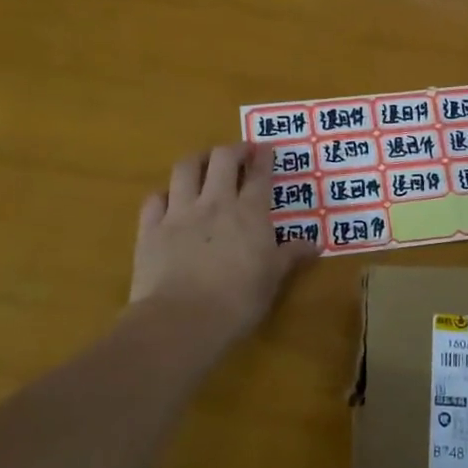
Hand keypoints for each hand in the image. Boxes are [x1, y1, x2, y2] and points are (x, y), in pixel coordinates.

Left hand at [131, 144, 317, 348]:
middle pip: (222, 159)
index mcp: (249, 213)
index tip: (266, 148)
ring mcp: (179, 212)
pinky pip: (155, 198)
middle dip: (233, 150)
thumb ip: (291, 256)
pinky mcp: (151, 228)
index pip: (259, 175)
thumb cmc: (237, 301)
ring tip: (203, 162)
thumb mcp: (272, 279)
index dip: (264, 158)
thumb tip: (315, 243)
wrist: (182, 319)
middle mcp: (215, 203)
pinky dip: (163, 194)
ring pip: (185, 168)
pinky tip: (168, 200)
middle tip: (239, 153)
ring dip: (197, 160)